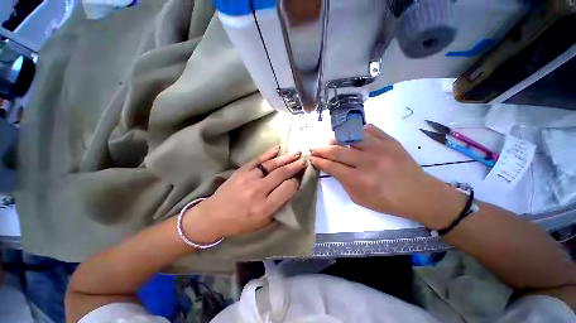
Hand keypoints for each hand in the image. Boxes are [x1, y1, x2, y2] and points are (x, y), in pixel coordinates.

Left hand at [183, 146, 305, 242]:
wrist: (213, 216)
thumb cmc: (239, 223)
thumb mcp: (262, 223)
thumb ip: (278, 207)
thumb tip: (289, 191)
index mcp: (265, 207)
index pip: (287, 189)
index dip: (295, 183)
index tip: (297, 180)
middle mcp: (258, 190)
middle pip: (281, 174)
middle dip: (295, 167)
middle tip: (303, 161)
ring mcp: (249, 178)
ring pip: (272, 165)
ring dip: (286, 158)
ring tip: (297, 153)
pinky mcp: (241, 171)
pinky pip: (258, 159)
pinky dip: (268, 153)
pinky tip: (278, 148)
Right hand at [310, 124, 465, 228]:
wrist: (420, 194)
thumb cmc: (388, 202)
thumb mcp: (360, 199)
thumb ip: (343, 182)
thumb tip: (331, 168)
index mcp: (360, 179)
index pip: (331, 166)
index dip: (319, 161)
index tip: (312, 158)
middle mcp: (368, 161)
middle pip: (337, 150)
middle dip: (321, 149)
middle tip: (314, 148)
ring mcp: (380, 148)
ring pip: (350, 136)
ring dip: (336, 138)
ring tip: (331, 142)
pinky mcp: (390, 141)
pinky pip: (369, 129)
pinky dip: (357, 131)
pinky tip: (352, 137)